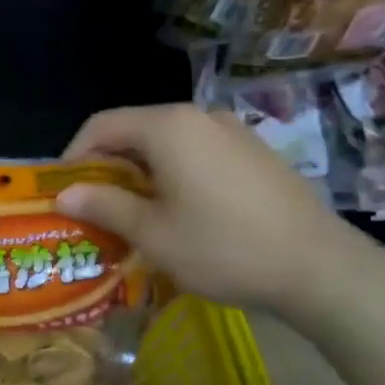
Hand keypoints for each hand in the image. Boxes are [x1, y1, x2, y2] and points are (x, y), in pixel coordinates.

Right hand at [57, 103, 369, 317]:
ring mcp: (233, 132)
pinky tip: (179, 211)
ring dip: (139, 172)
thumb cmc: (222, 247)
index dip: (74, 155)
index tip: (64, 191)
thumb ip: (103, 205)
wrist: (320, 268)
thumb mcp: (151, 233)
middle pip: (134, 131)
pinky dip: (173, 174)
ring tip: (134, 213)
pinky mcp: (255, 153)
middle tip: (94, 207)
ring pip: (166, 143)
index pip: (101, 125)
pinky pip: (197, 153)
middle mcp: (199, 117)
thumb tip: (63, 194)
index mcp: (168, 127)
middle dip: (106, 166)